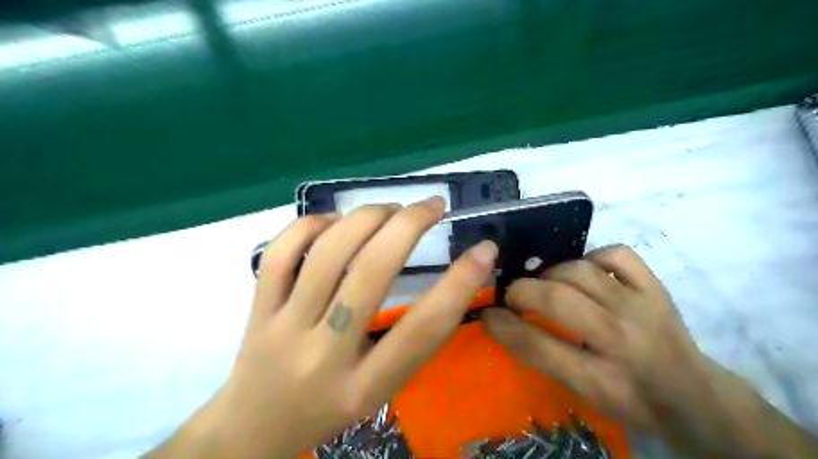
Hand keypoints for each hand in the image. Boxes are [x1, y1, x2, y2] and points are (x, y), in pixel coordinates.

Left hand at [146, 197, 497, 458]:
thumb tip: (447, 280)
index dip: (460, 284)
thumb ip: (410, 342)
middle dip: (408, 226)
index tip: (484, 249)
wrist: (253, 430)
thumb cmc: (329, 410)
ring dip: (365, 217)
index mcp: (365, 387)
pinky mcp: (256, 309)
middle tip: (431, 205)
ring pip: (326, 254)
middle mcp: (323, 355)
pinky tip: (334, 222)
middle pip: (369, 274)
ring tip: (390, 209)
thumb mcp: (381, 391)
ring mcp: (283, 327)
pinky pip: (280, 253)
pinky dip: (312, 225)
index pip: (422, 329)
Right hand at [480, 246, 814, 458]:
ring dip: (551, 274)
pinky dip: (592, 257)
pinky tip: (584, 271)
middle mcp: (623, 339)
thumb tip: (502, 320)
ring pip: (580, 271)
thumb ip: (542, 356)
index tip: (486, 314)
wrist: (693, 394)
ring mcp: (642, 306)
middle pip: (557, 300)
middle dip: (521, 292)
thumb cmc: (630, 399)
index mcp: (602, 379)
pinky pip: (616, 254)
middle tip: (512, 296)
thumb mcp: (582, 393)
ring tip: (545, 283)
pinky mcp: (656, 287)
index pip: (538, 346)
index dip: (503, 326)